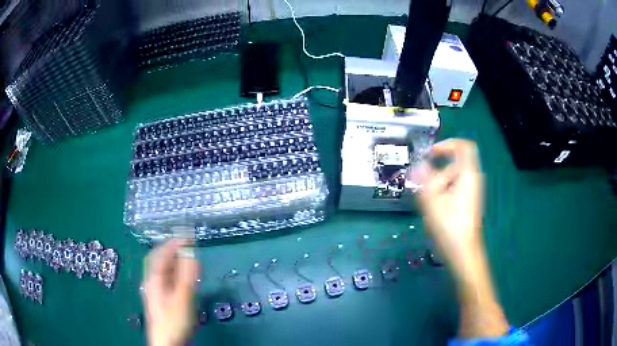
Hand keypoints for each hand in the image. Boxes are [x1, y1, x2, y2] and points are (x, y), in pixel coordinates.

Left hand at [142, 240, 198, 345]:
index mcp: (154, 278)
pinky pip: (166, 278)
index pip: (161, 253)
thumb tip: (191, 253)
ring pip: (162, 269)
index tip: (188, 236)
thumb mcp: (183, 297)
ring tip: (187, 257)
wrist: (167, 342)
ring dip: (174, 260)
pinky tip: (182, 277)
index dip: (173, 242)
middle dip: (171, 249)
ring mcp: (155, 291)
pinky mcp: (161, 299)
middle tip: (187, 244)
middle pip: (158, 259)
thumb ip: (187, 275)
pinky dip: (174, 272)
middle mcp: (152, 281)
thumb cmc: (174, 320)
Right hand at [417, 139, 483, 276]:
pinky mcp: (468, 202)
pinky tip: (434, 209)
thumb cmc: (449, 225)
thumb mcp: (432, 200)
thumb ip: (424, 178)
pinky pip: (454, 188)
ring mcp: (472, 192)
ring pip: (453, 177)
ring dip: (438, 183)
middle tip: (424, 185)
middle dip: (438, 171)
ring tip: (428, 201)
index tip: (431, 153)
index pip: (463, 146)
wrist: (463, 252)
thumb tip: (418, 165)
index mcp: (468, 174)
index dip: (447, 144)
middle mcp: (473, 179)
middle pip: (455, 163)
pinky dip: (443, 192)